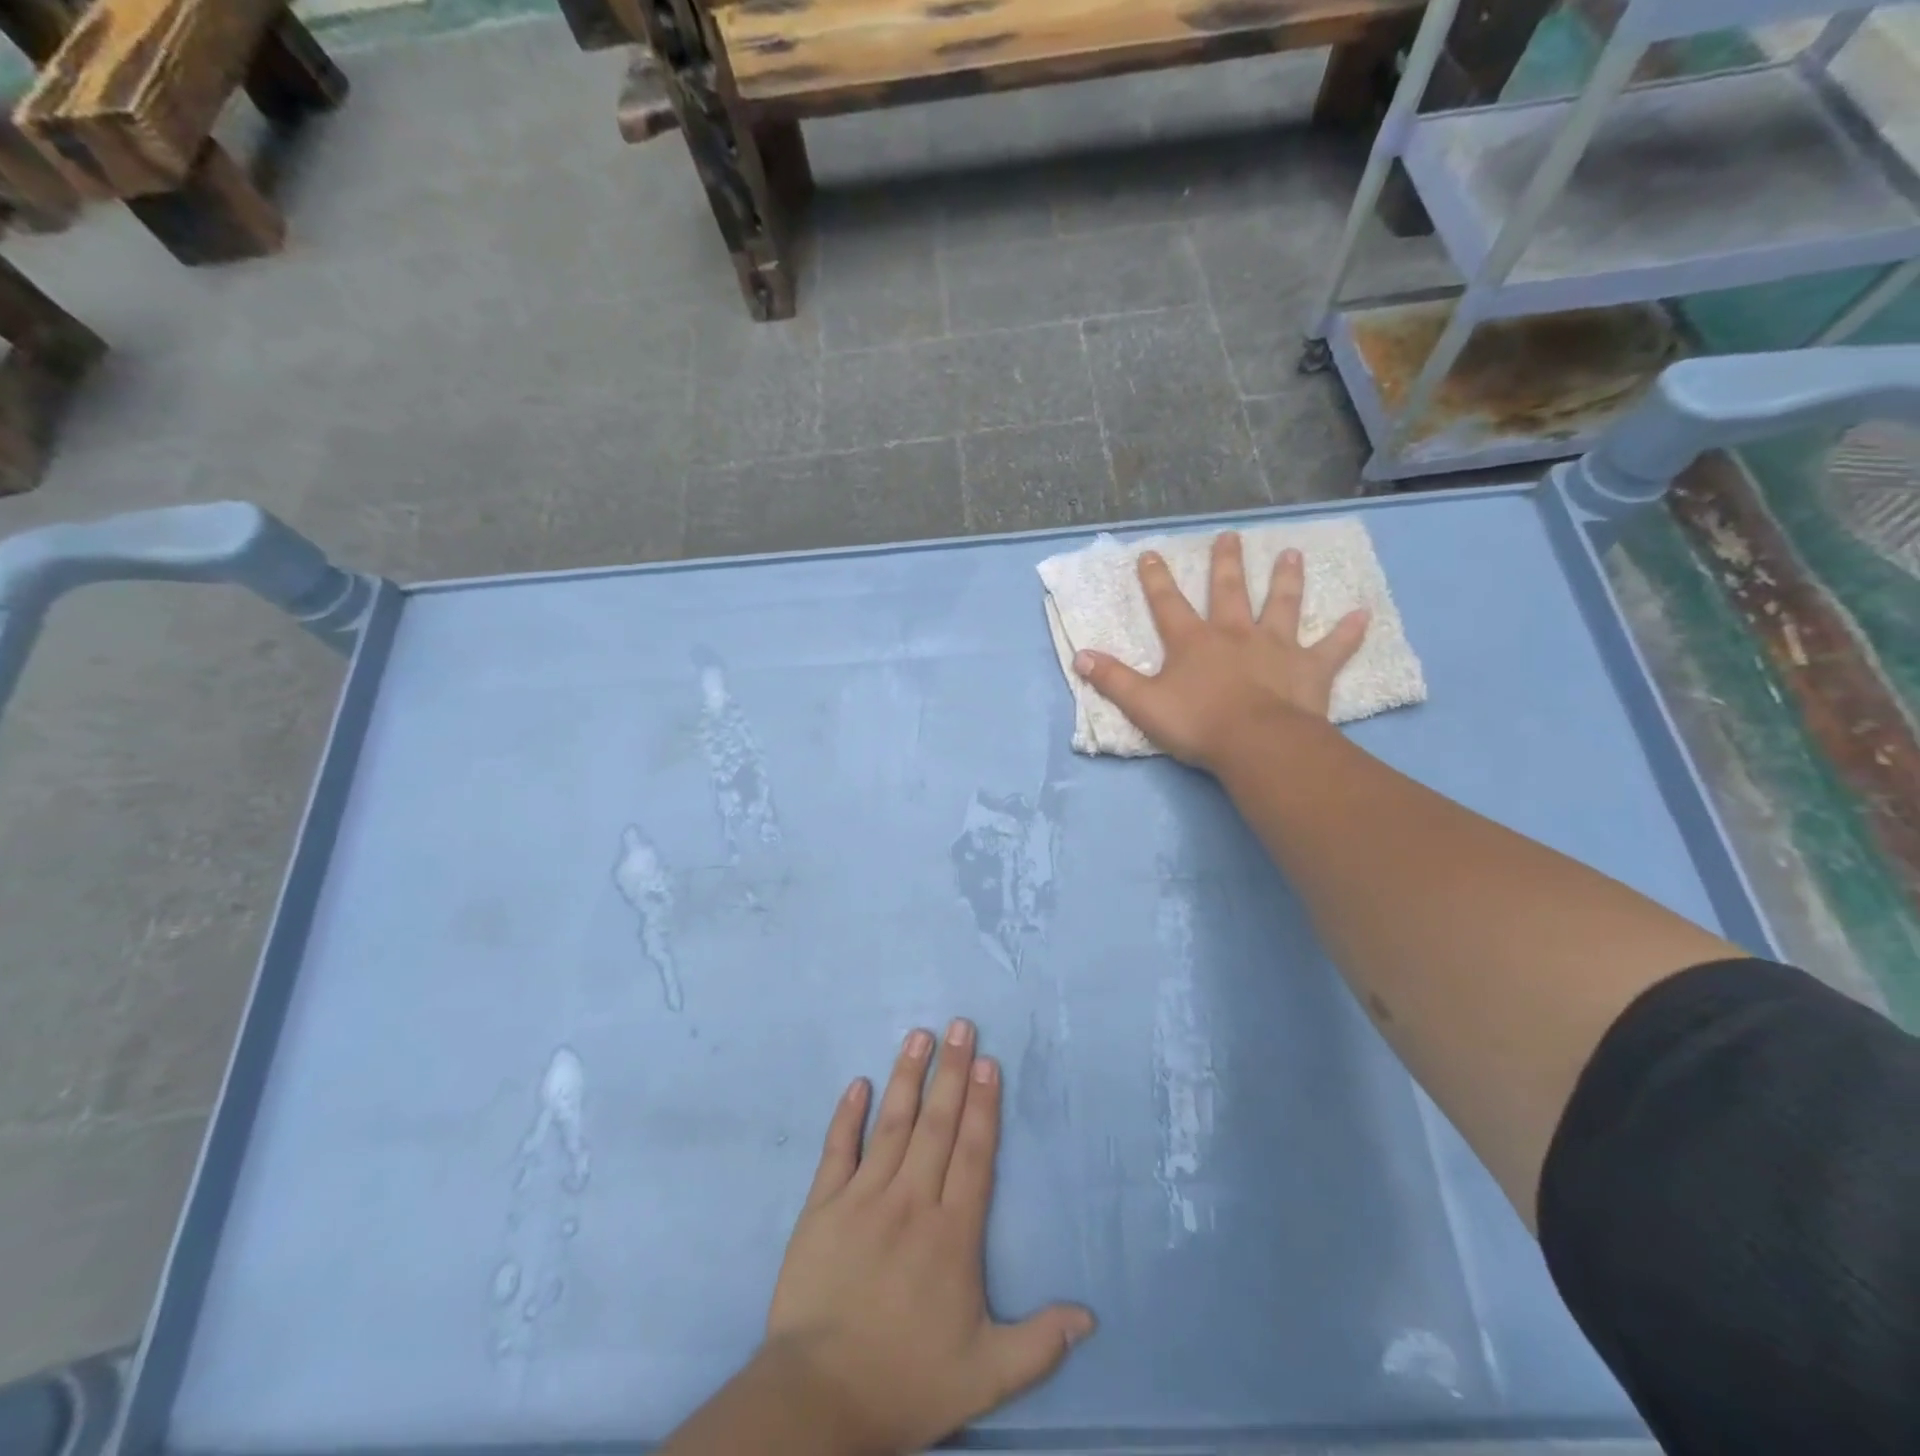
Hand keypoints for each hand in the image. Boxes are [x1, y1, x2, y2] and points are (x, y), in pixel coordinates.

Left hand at [762, 1021, 1094, 1454]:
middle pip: (936, 1125)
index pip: (973, 1153)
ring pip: (892, 1124)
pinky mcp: (823, 1207)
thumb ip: (1039, 1342)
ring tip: (919, 1035)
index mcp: (952, 1233)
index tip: (987, 1062)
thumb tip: (1090, 1316)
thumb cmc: (906, 1382)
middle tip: (960, 1025)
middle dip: (951, 1072)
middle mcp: (911, 1202)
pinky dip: (847, 1115)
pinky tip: (858, 1083)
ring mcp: (863, 1199)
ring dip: (907, 1076)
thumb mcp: (986, 1376)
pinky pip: (838, 1150)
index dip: (982, 1105)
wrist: (818, 1400)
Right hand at [1072, 531, 1369, 772]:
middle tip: (1230, 536)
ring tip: (1291, 554)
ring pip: (1282, 606)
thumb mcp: (1143, 704)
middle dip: (1226, 563)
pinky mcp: (1310, 669)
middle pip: (1229, 592)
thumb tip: (1080, 656)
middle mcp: (1235, 634)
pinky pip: (1333, 648)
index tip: (1151, 553)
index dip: (1156, 579)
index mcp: (1194, 642)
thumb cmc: (1198, 724)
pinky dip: (1348, 632)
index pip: (1168, 604)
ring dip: (1286, 580)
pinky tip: (1362, 614)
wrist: (1257, 744)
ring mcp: (1276, 648)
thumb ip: (1113, 680)